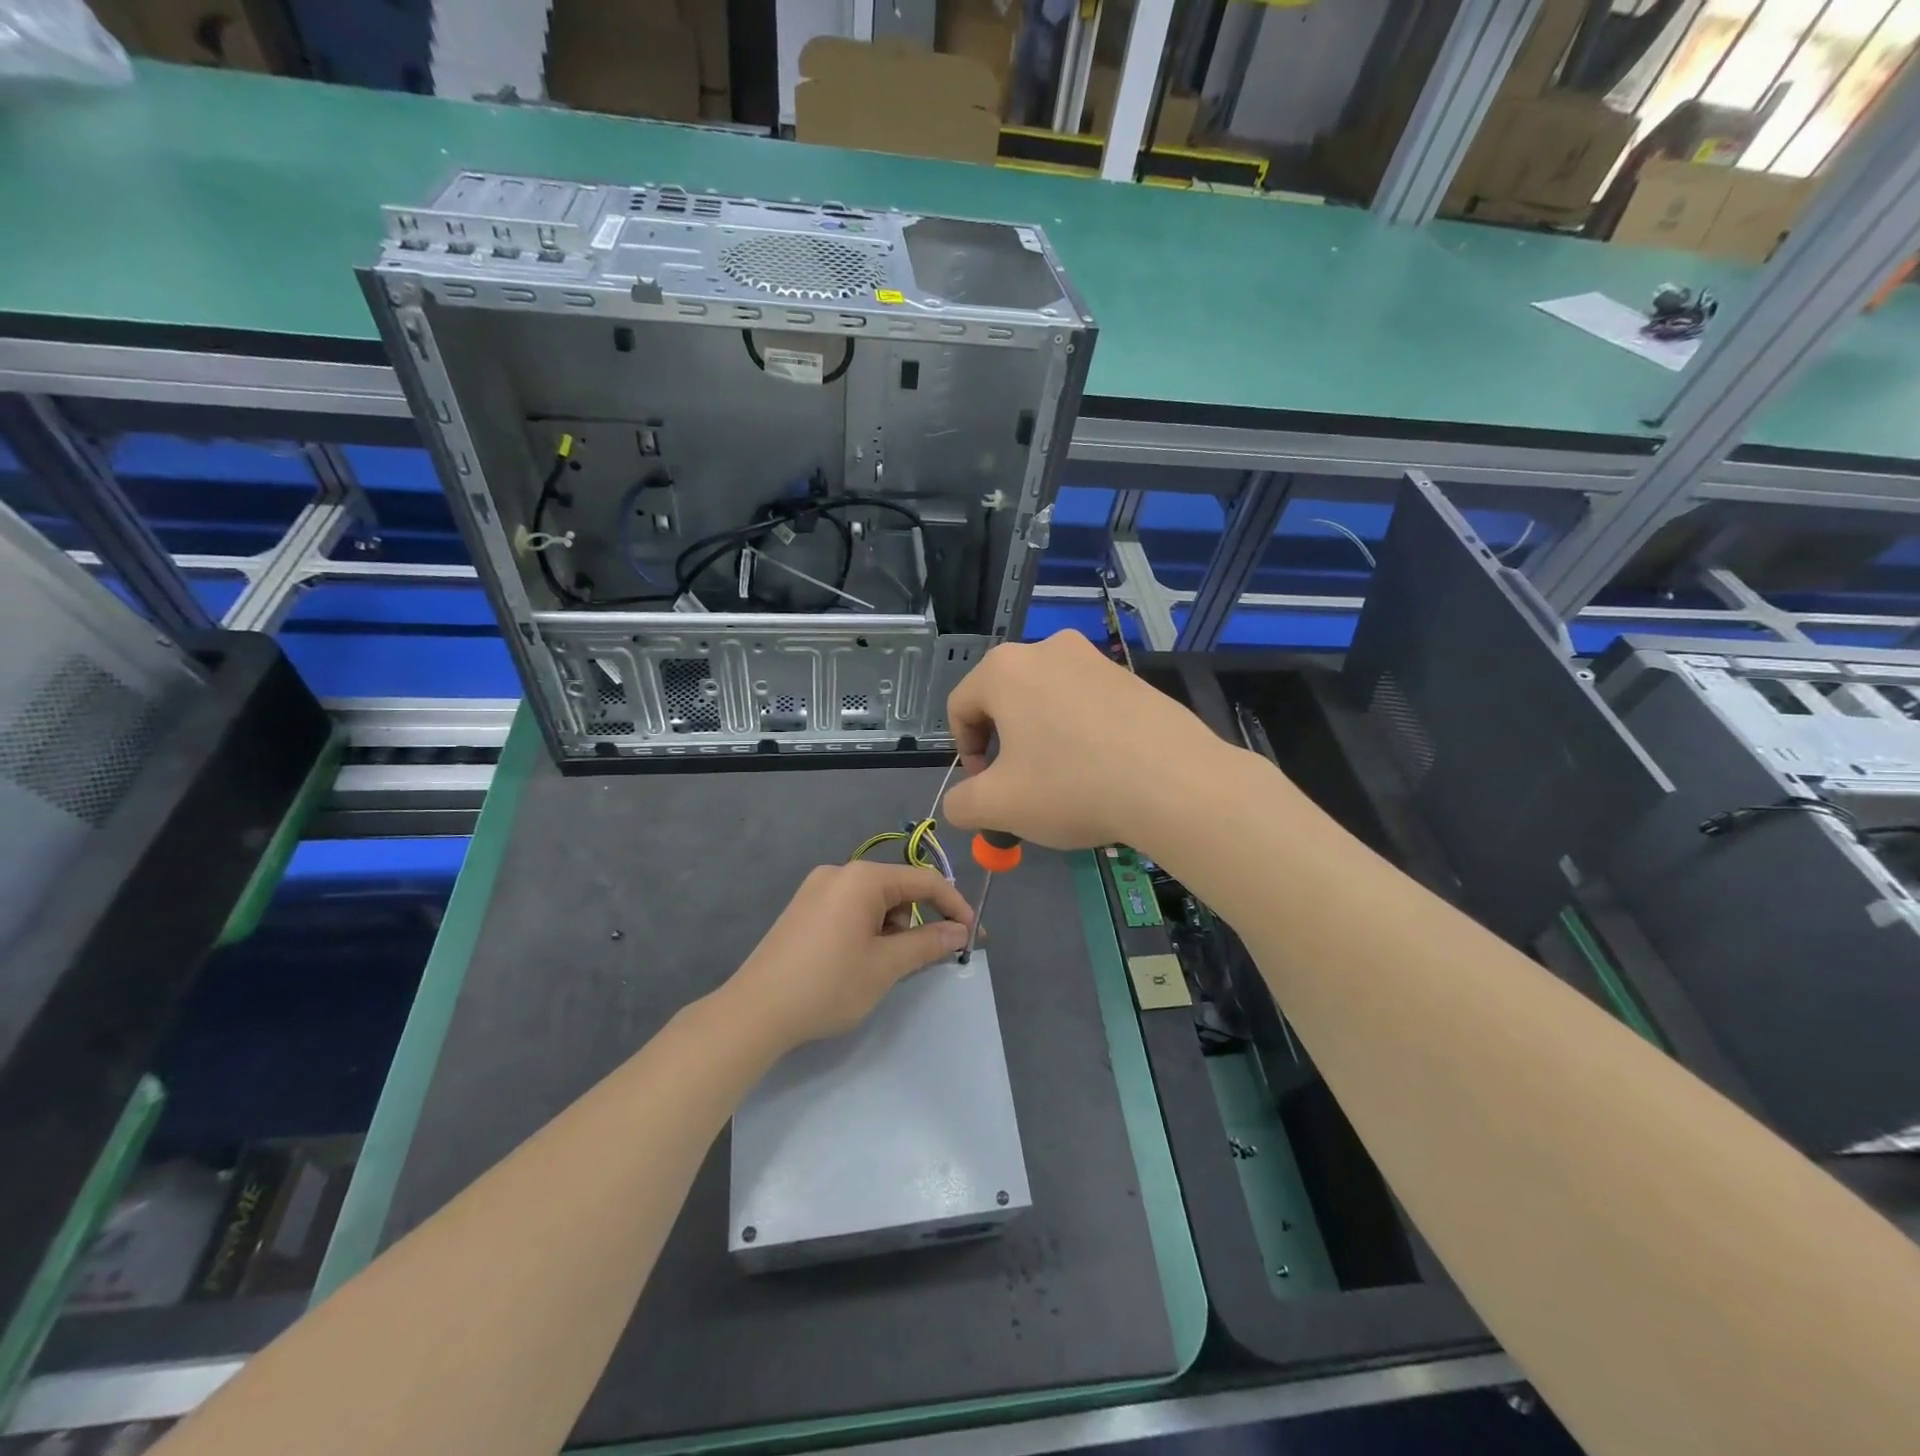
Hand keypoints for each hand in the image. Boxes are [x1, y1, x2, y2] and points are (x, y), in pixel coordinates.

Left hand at [727, 862, 973, 1048]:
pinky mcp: (803, 908)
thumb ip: (928, 943)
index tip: (972, 935)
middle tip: (929, 956)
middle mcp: (839, 872)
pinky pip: (850, 908)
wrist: (755, 1011)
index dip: (954, 906)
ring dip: (892, 927)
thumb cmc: (828, 984)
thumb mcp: (886, 966)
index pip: (924, 880)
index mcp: (862, 878)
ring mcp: (817, 889)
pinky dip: (868, 928)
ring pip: (873, 900)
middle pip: (897, 888)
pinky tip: (861, 960)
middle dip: (919, 919)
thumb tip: (960, 931)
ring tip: (887, 966)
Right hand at [942, 630, 1229, 850]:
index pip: (960, 707)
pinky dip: (1080, 734)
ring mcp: (1095, 659)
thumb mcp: (998, 806)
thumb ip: (961, 804)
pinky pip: (1086, 704)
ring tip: (1065, 783)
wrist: (1175, 783)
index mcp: (1004, 669)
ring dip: (1042, 740)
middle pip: (1005, 701)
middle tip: (1022, 788)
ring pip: (1047, 702)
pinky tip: (1101, 771)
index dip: (966, 752)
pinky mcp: (1131, 677)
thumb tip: (961, 802)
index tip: (987, 788)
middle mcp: (1047, 649)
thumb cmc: (1071, 786)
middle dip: (1005, 746)